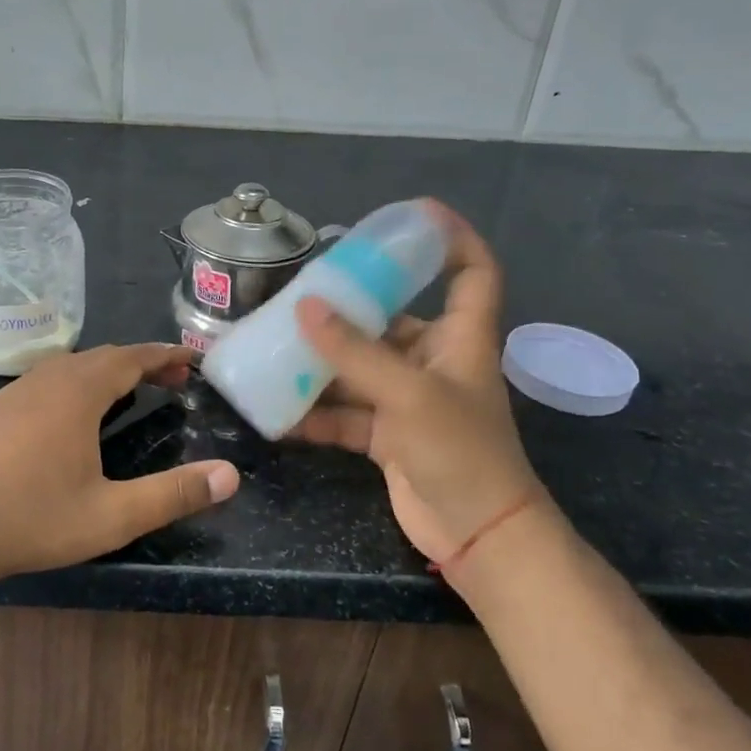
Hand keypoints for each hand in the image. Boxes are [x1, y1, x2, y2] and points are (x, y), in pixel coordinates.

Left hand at [0, 343, 238, 586]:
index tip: (192, 357)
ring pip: (70, 366)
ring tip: (130, 391)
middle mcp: (46, 379)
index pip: (132, 357)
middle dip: (142, 362)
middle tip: (172, 379)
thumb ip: (173, 494)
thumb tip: (230, 475)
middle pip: (103, 356)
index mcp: (78, 392)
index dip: (165, 354)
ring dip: (106, 371)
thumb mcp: (112, 514)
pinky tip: (72, 414)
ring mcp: (13, 392)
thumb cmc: (33, 518)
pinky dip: (75, 383)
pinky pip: (45, 381)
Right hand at [291, 203, 544, 566]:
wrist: (477, 536)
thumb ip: (356, 353)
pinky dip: (314, 412)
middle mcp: (433, 361)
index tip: (414, 215)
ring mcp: (407, 399)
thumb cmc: (462, 452)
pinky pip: (344, 412)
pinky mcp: (386, 434)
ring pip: (358, 367)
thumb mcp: (410, 396)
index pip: (472, 272)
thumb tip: (305, 307)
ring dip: (320, 363)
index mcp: (460, 338)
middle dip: (348, 307)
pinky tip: (276, 412)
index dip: (452, 238)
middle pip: (391, 318)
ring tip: (273, 347)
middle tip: (300, 292)